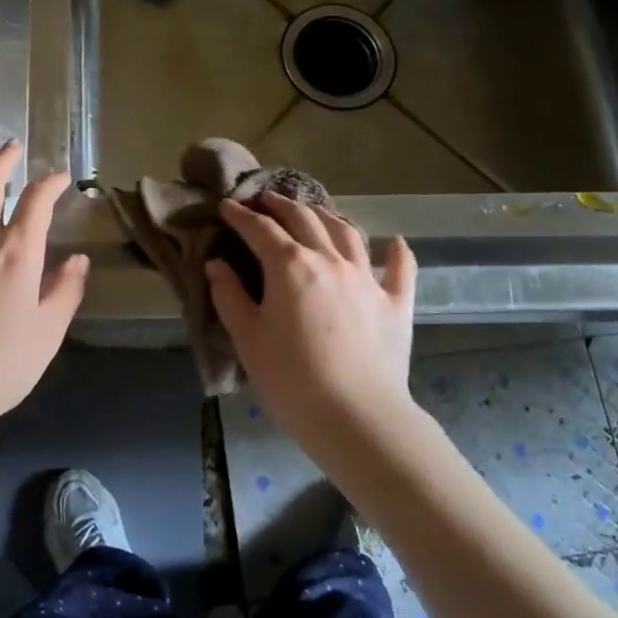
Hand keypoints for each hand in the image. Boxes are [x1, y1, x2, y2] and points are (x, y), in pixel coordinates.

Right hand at [206, 194, 416, 439]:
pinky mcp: (396, 303)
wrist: (357, 417)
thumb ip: (229, 295)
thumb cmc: (291, 379)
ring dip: (327, 216)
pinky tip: (395, 242)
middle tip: (265, 200)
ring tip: (315, 212)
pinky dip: (396, 252)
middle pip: (304, 219)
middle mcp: (330, 259)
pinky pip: (400, 268)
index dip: (240, 215)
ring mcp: (367, 278)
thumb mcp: (247, 338)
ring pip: (347, 233)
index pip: (260, 229)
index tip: (226, 207)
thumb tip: (216, 263)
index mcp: (290, 265)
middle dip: (281, 205)